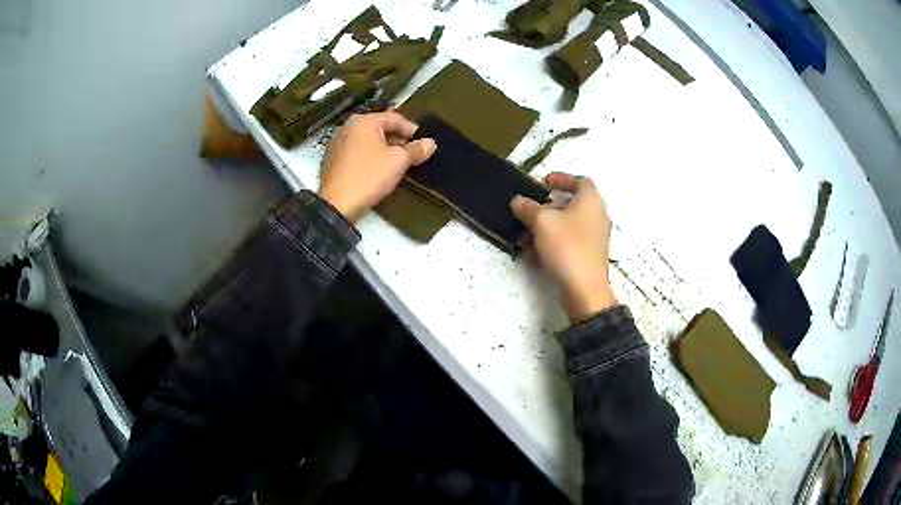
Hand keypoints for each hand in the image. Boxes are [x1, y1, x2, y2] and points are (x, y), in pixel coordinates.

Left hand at [319, 111, 435, 222]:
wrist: (337, 204)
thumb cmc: (368, 176)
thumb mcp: (398, 161)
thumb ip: (416, 150)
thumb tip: (430, 143)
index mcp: (363, 121)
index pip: (394, 118)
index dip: (411, 129)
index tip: (422, 141)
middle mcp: (347, 127)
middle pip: (379, 128)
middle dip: (397, 139)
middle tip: (411, 152)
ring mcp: (337, 144)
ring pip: (367, 141)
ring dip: (383, 149)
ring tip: (396, 163)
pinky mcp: (332, 160)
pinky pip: (356, 152)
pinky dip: (368, 157)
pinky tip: (377, 171)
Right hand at [511, 172, 615, 322]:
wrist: (584, 288)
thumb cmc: (567, 246)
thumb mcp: (541, 222)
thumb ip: (528, 208)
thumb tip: (518, 200)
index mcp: (591, 200)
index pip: (580, 180)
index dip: (562, 178)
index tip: (544, 182)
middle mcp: (597, 216)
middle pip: (572, 204)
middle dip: (547, 208)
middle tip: (530, 211)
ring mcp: (596, 238)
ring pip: (568, 226)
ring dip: (546, 229)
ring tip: (525, 237)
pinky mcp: (590, 256)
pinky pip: (570, 243)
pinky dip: (553, 244)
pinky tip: (535, 257)